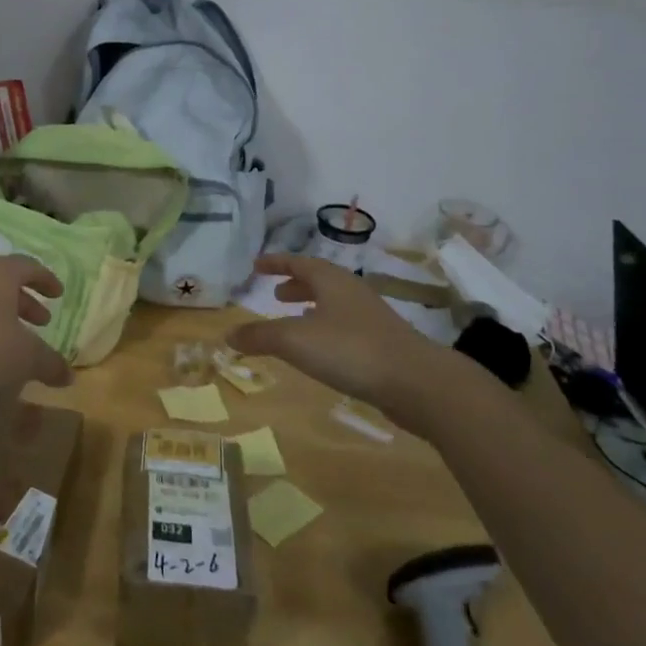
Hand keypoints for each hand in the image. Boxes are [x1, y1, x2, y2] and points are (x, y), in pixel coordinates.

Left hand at [0, 257, 70, 403]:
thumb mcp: (25, 357)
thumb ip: (49, 364)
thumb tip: (70, 376)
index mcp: (0, 273)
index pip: (29, 266)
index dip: (46, 280)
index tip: (58, 294)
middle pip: (6, 282)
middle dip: (26, 301)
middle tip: (42, 320)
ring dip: (4, 316)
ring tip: (16, 341)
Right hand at [228, 254, 497, 438]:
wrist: (417, 383)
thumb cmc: (351, 350)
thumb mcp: (295, 341)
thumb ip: (260, 337)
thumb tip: (228, 335)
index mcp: (331, 281)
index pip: (298, 262)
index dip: (276, 263)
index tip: (256, 265)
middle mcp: (351, 292)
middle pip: (319, 281)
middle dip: (296, 285)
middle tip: (275, 293)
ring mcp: (371, 317)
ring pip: (334, 304)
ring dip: (311, 307)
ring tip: (294, 320)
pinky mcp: (382, 343)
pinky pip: (345, 326)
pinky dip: (326, 329)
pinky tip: (321, 350)